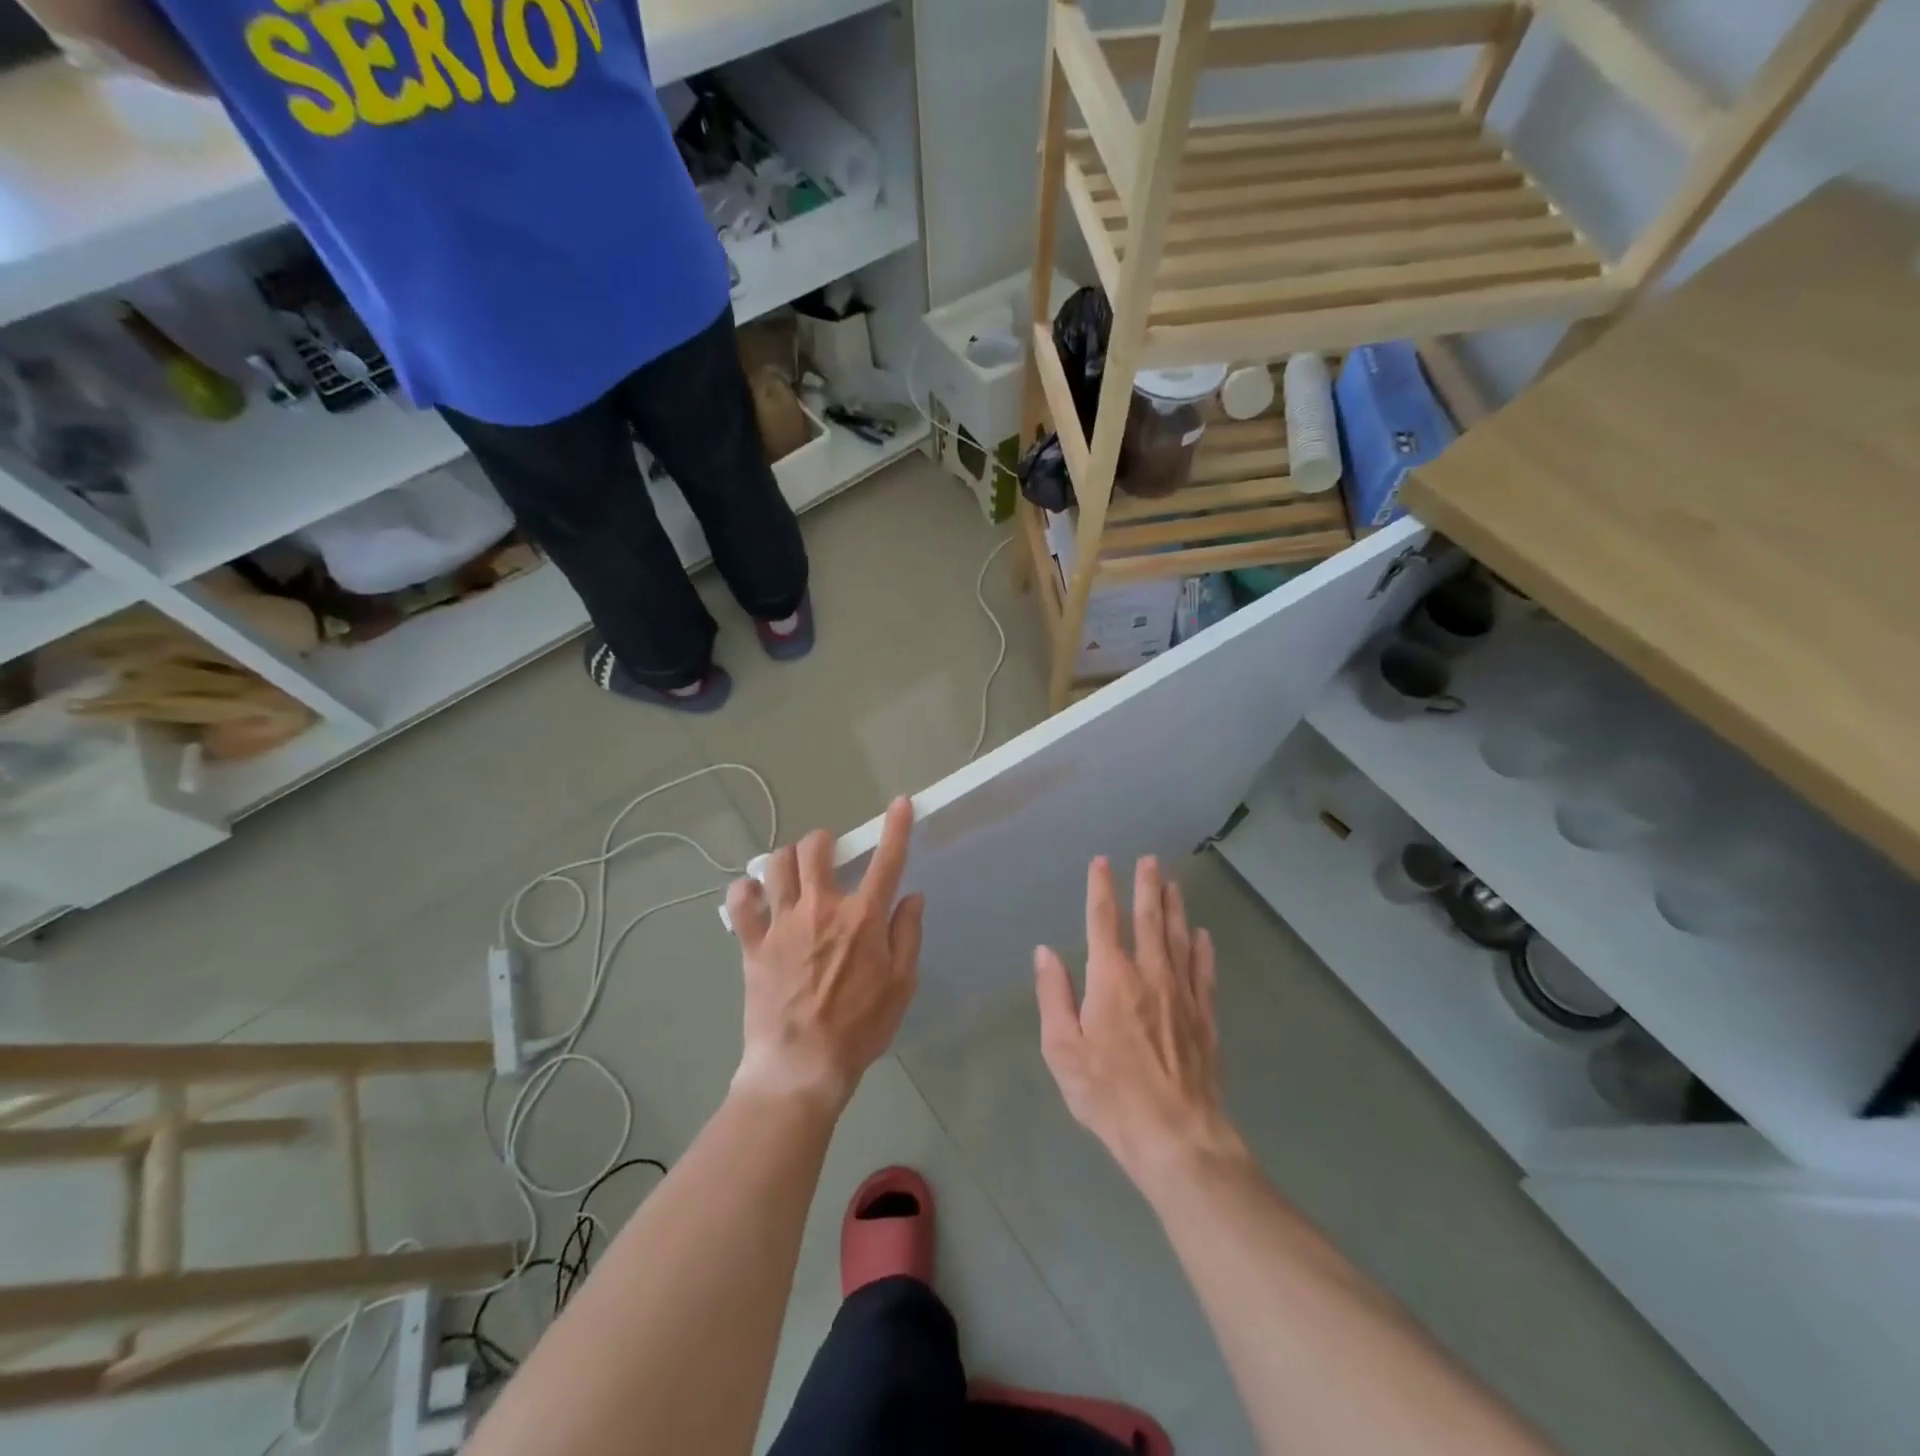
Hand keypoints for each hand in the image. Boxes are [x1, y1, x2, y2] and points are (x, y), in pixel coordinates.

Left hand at [725, 797, 924, 1110]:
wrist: (801, 1066)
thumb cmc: (860, 1028)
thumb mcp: (901, 985)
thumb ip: (907, 934)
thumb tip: (912, 896)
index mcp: (862, 918)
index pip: (886, 860)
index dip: (896, 827)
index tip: (901, 802)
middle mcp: (820, 908)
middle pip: (816, 848)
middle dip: (823, 841)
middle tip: (828, 857)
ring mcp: (782, 923)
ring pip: (776, 864)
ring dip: (786, 859)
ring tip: (792, 873)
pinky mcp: (752, 943)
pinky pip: (739, 902)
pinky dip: (745, 891)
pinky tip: (753, 896)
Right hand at [1035, 856, 1245, 1193]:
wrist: (1175, 1136)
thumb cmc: (1109, 1094)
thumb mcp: (1063, 1050)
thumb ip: (1053, 995)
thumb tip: (1045, 951)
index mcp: (1111, 979)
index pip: (1103, 920)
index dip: (1101, 888)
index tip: (1101, 863)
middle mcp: (1150, 975)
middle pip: (1148, 920)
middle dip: (1147, 886)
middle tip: (1149, 859)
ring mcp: (1182, 994)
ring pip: (1179, 938)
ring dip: (1175, 908)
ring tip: (1173, 883)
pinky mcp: (1205, 1018)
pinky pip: (1204, 972)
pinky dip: (1203, 949)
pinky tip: (1203, 935)